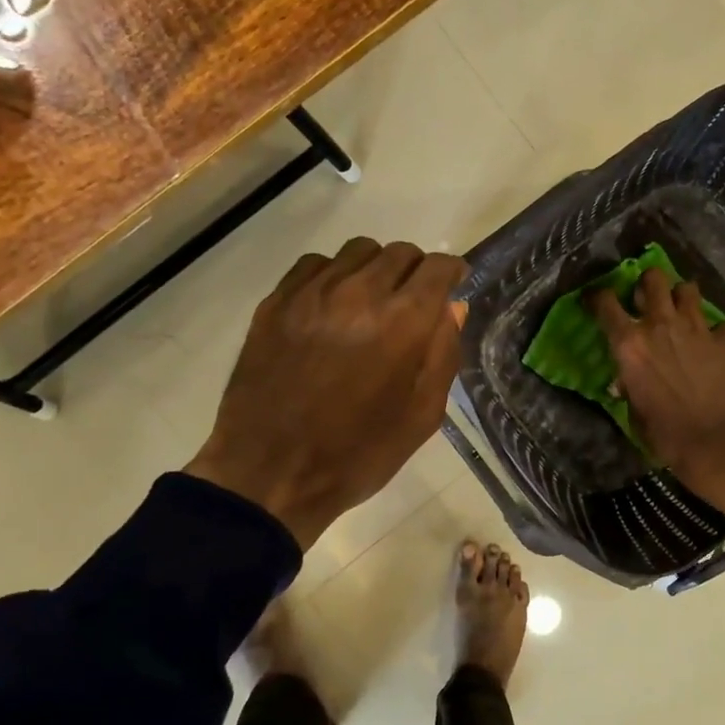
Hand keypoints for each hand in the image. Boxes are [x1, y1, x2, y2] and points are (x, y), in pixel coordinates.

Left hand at [187, 238, 467, 548]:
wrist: (271, 473)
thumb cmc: (358, 453)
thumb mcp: (422, 416)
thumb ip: (444, 354)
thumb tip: (452, 308)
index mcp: (403, 322)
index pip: (437, 266)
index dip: (451, 272)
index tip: (451, 285)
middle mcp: (360, 292)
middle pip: (399, 252)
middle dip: (415, 271)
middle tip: (411, 302)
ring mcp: (312, 293)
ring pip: (357, 251)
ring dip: (375, 269)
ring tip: (370, 302)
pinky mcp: (276, 302)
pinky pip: (314, 264)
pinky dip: (332, 275)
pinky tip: (330, 307)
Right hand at [591, 268, 724, 522]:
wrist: (716, 443)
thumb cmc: (665, 434)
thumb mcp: (634, 411)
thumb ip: (628, 385)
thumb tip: (625, 381)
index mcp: (629, 343)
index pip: (605, 303)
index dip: (598, 296)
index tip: (596, 299)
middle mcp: (660, 325)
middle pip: (653, 279)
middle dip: (648, 282)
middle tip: (647, 296)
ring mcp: (696, 329)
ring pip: (688, 289)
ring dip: (681, 296)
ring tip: (680, 310)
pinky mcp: (724, 341)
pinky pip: (719, 323)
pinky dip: (715, 330)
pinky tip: (713, 342)